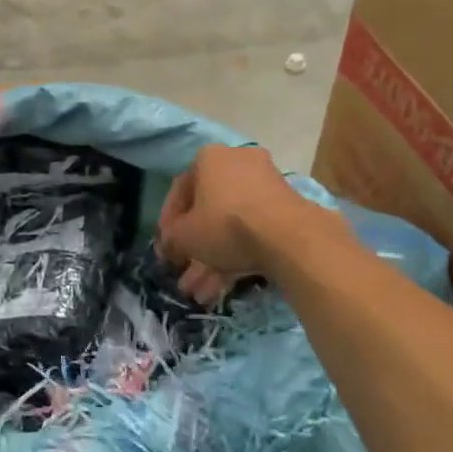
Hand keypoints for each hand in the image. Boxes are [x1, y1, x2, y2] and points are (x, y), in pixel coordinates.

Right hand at [156, 145, 321, 303]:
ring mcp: (266, 186)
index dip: (168, 223)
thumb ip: (171, 239)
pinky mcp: (285, 210)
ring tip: (200, 294)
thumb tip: (169, 246)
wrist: (287, 236)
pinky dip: (236, 257)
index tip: (165, 248)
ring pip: (230, 226)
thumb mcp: (184, 236)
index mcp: (209, 158)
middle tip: (183, 274)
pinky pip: (252, 232)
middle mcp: (238, 163)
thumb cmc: (225, 224)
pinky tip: (221, 289)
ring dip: (212, 260)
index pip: (180, 190)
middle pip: (208, 211)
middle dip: (194, 249)